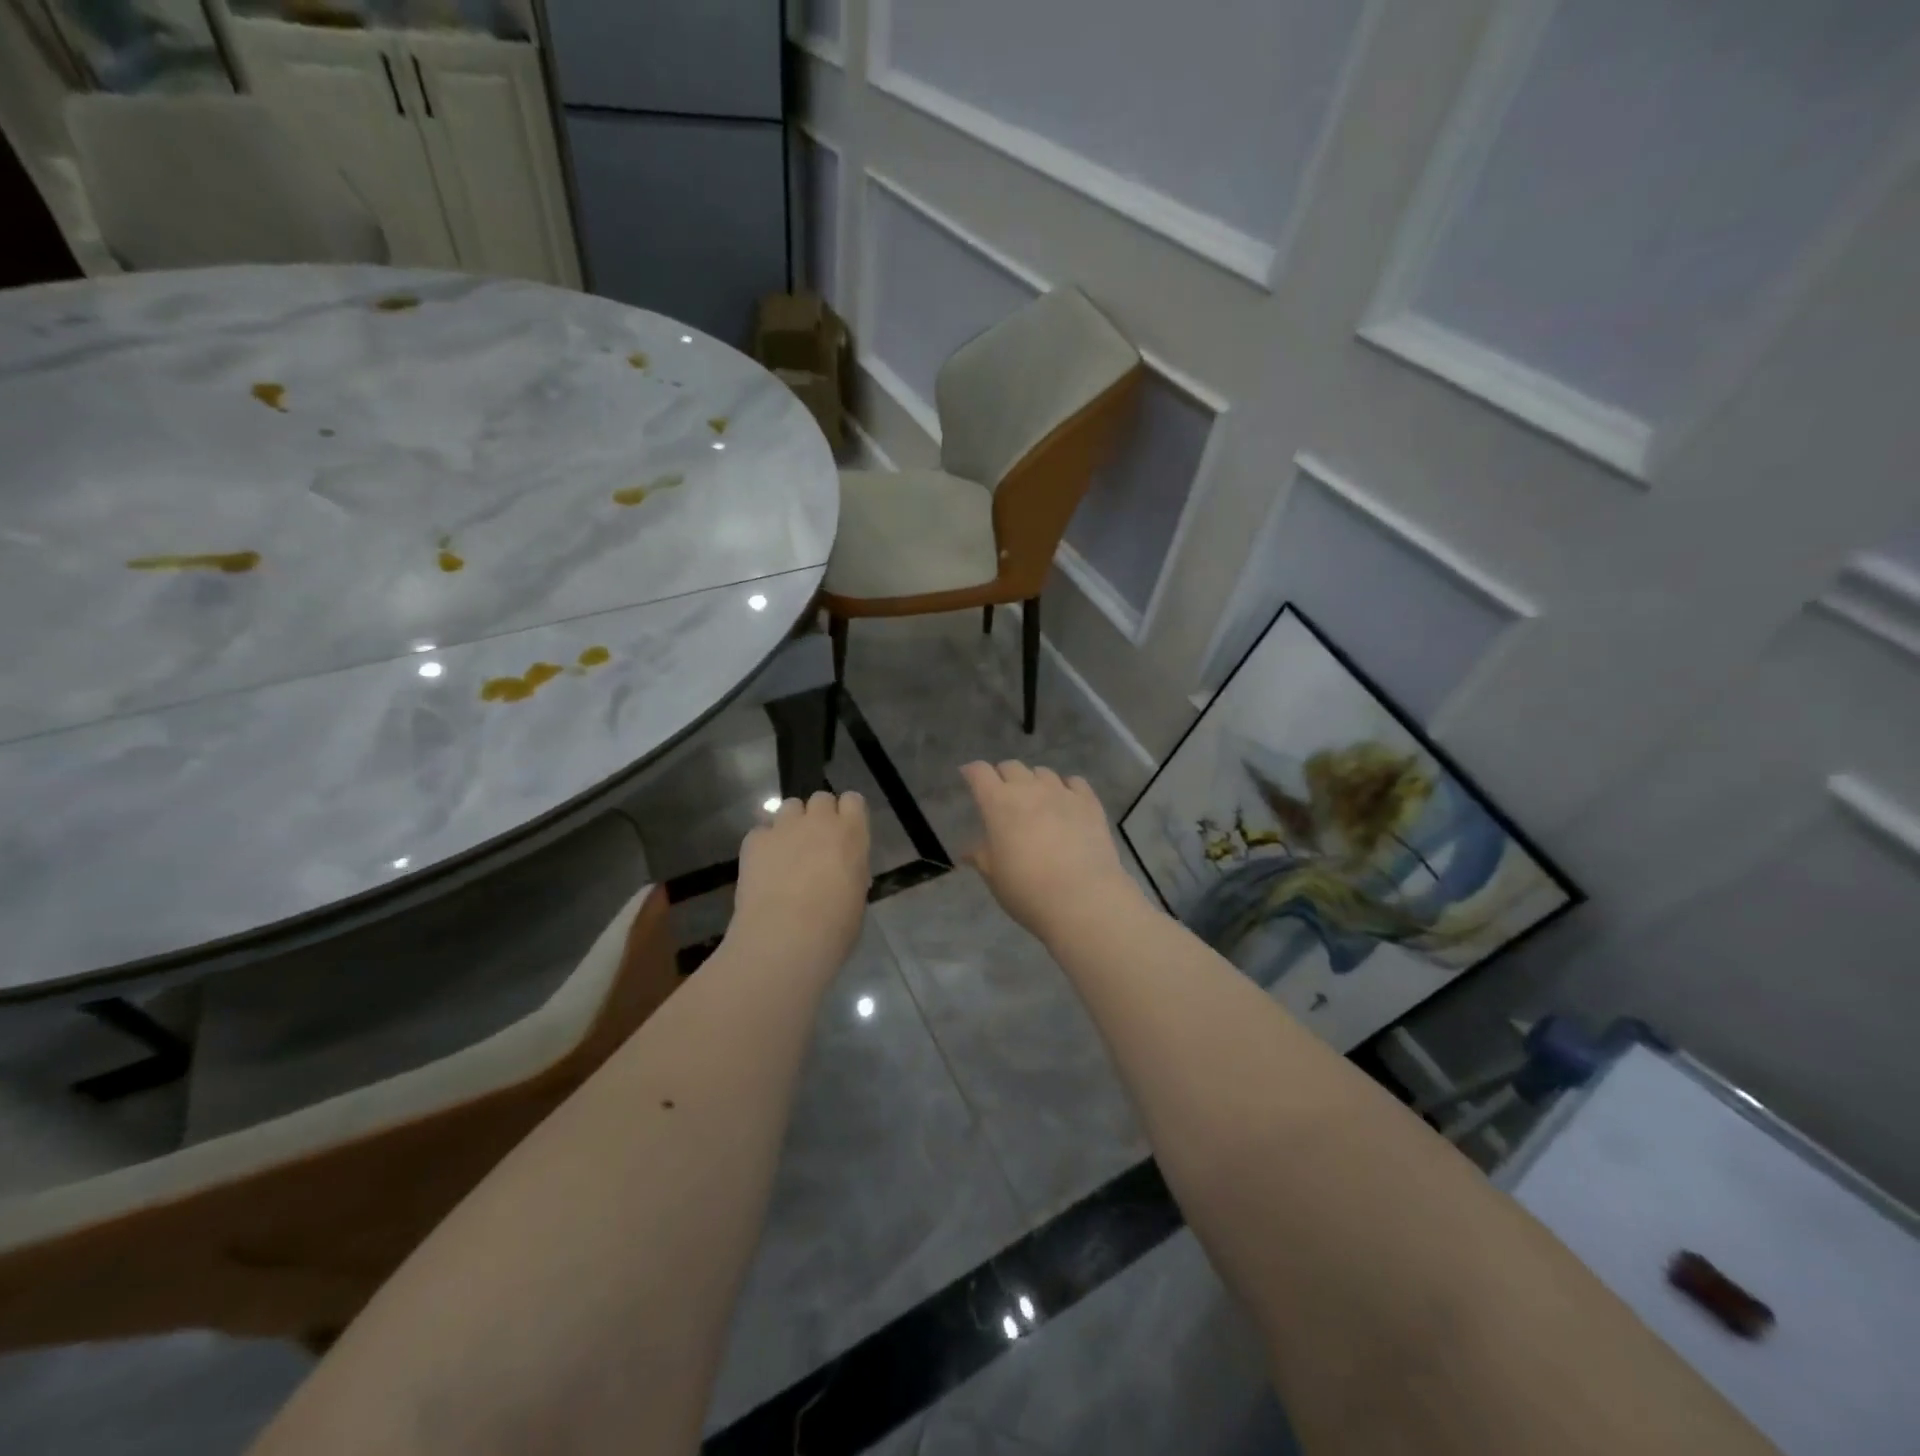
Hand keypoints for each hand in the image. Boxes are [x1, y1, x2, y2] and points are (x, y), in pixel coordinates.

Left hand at [731, 791, 870, 970]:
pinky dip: (764, 845)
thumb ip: (851, 870)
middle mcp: (819, 821)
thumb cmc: (834, 926)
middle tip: (815, 843)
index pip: (853, 800)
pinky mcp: (754, 841)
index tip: (844, 833)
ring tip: (787, 852)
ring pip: (789, 807)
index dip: (847, 814)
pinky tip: (763, 869)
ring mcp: (784, 827)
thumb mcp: (857, 895)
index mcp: (851, 833)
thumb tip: (841, 870)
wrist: (785, 937)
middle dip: (818, 816)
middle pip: (820, 799)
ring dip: (791, 824)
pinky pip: (761, 832)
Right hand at [961, 761, 1143, 941]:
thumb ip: (981, 857)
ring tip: (1036, 800)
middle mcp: (1029, 789)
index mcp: (998, 803)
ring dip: (1034, 782)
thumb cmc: (1027, 890)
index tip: (969, 777)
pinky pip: (1075, 782)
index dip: (972, 772)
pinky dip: (1066, 787)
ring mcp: (1062, 793)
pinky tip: (1067, 802)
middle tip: (1002, 794)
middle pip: (1011, 767)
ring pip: (1043, 772)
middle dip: (1003, 776)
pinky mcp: (1090, 803)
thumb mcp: (994, 877)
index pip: (980, 773)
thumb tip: (967, 851)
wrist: (1082, 899)